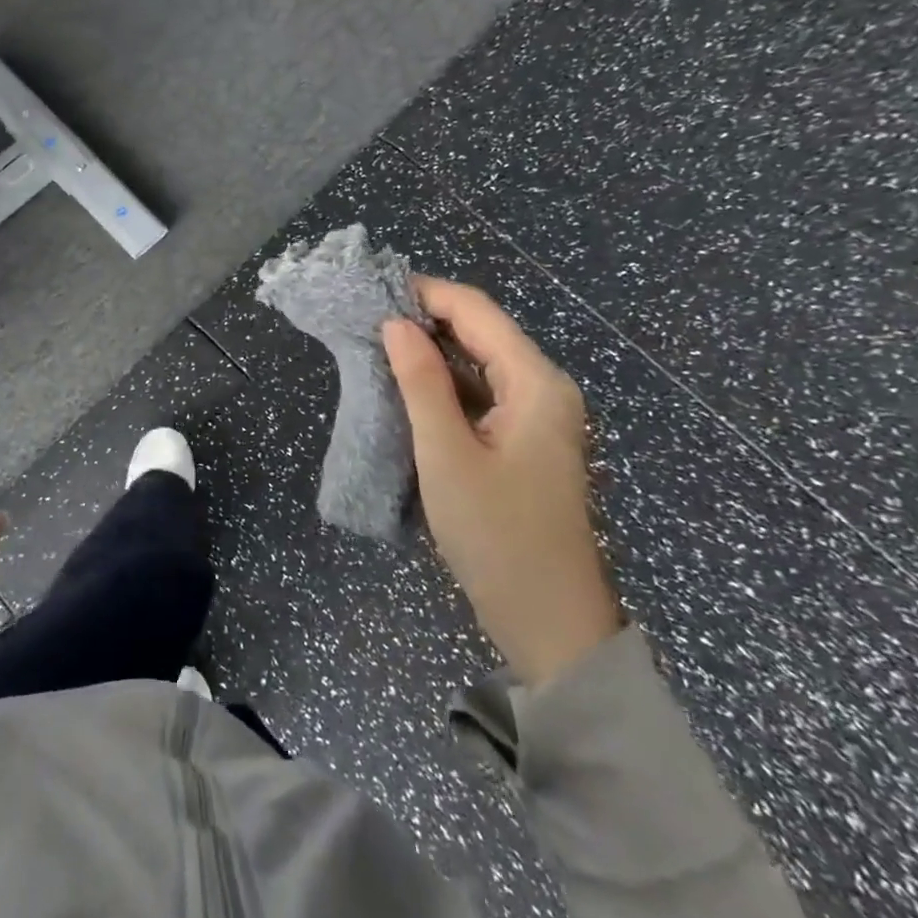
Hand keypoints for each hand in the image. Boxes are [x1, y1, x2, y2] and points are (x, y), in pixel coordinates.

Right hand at [383, 279, 620, 686]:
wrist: (551, 624)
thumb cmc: (498, 536)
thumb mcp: (447, 455)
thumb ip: (421, 382)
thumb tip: (394, 323)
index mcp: (536, 382)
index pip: (476, 311)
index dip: (425, 293)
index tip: (372, 292)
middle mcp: (544, 388)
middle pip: (481, 332)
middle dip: (425, 320)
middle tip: (366, 320)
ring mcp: (537, 417)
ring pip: (479, 363)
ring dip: (431, 352)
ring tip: (376, 347)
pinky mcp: (525, 442)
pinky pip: (481, 394)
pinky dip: (444, 385)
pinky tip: (407, 389)